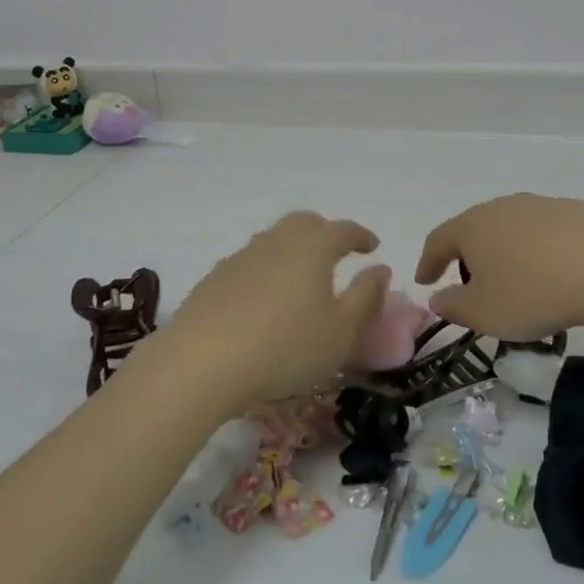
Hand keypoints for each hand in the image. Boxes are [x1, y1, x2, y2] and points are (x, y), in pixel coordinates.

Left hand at [143, 212, 390, 414]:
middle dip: (326, 233)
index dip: (361, 236)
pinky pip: (252, 261)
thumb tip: (380, 269)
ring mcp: (242, 255)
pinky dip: (268, 269)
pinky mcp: (216, 276)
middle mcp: (277, 240)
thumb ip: (366, 297)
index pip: (344, 229)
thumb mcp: (341, 332)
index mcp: (313, 246)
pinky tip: (266, 297)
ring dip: (295, 249)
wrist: (203, 360)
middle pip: (305, 223)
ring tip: (304, 276)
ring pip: (275, 239)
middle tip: (338, 254)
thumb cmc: (285, 347)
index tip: (373, 247)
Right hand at [415, 193, 583, 340]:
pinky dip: (541, 253)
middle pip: (475, 230)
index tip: (424, 281)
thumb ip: (453, 306)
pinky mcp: (578, 212)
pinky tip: (556, 275)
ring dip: (508, 254)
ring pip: (512, 230)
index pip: (438, 240)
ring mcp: (541, 206)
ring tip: (518, 282)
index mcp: (471, 227)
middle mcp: (501, 207)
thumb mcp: (484, 313)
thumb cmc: (533, 292)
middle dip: (469, 257)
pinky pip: (547, 234)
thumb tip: (437, 297)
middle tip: (472, 284)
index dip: (428, 262)